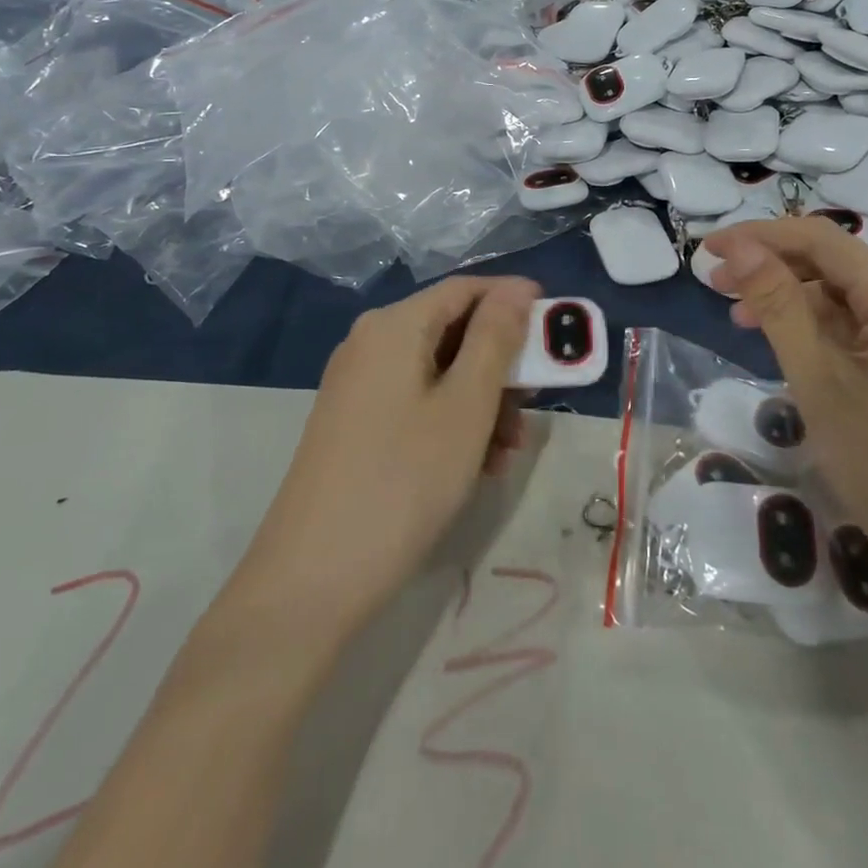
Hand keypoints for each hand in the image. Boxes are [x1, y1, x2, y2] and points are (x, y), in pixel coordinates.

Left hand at [241, 276, 539, 637]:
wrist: (311, 580)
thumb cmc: (403, 479)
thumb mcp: (466, 405)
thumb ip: (496, 338)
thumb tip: (517, 287)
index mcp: (395, 325)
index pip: (466, 288)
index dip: (514, 301)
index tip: (556, 331)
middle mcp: (371, 343)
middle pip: (453, 330)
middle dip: (501, 364)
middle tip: (536, 405)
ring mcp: (359, 385)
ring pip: (439, 371)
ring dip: (483, 401)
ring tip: (507, 451)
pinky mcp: (355, 424)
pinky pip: (417, 402)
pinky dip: (452, 422)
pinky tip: (476, 465)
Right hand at [703, 219, 867, 632]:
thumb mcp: (819, 382)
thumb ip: (777, 306)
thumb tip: (737, 248)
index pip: (819, 239)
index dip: (758, 236)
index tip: (706, 252)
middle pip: (834, 265)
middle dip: (772, 266)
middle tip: (715, 287)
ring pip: (845, 300)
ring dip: (791, 300)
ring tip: (740, 320)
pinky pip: (862, 333)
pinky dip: (819, 332)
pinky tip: (788, 350)